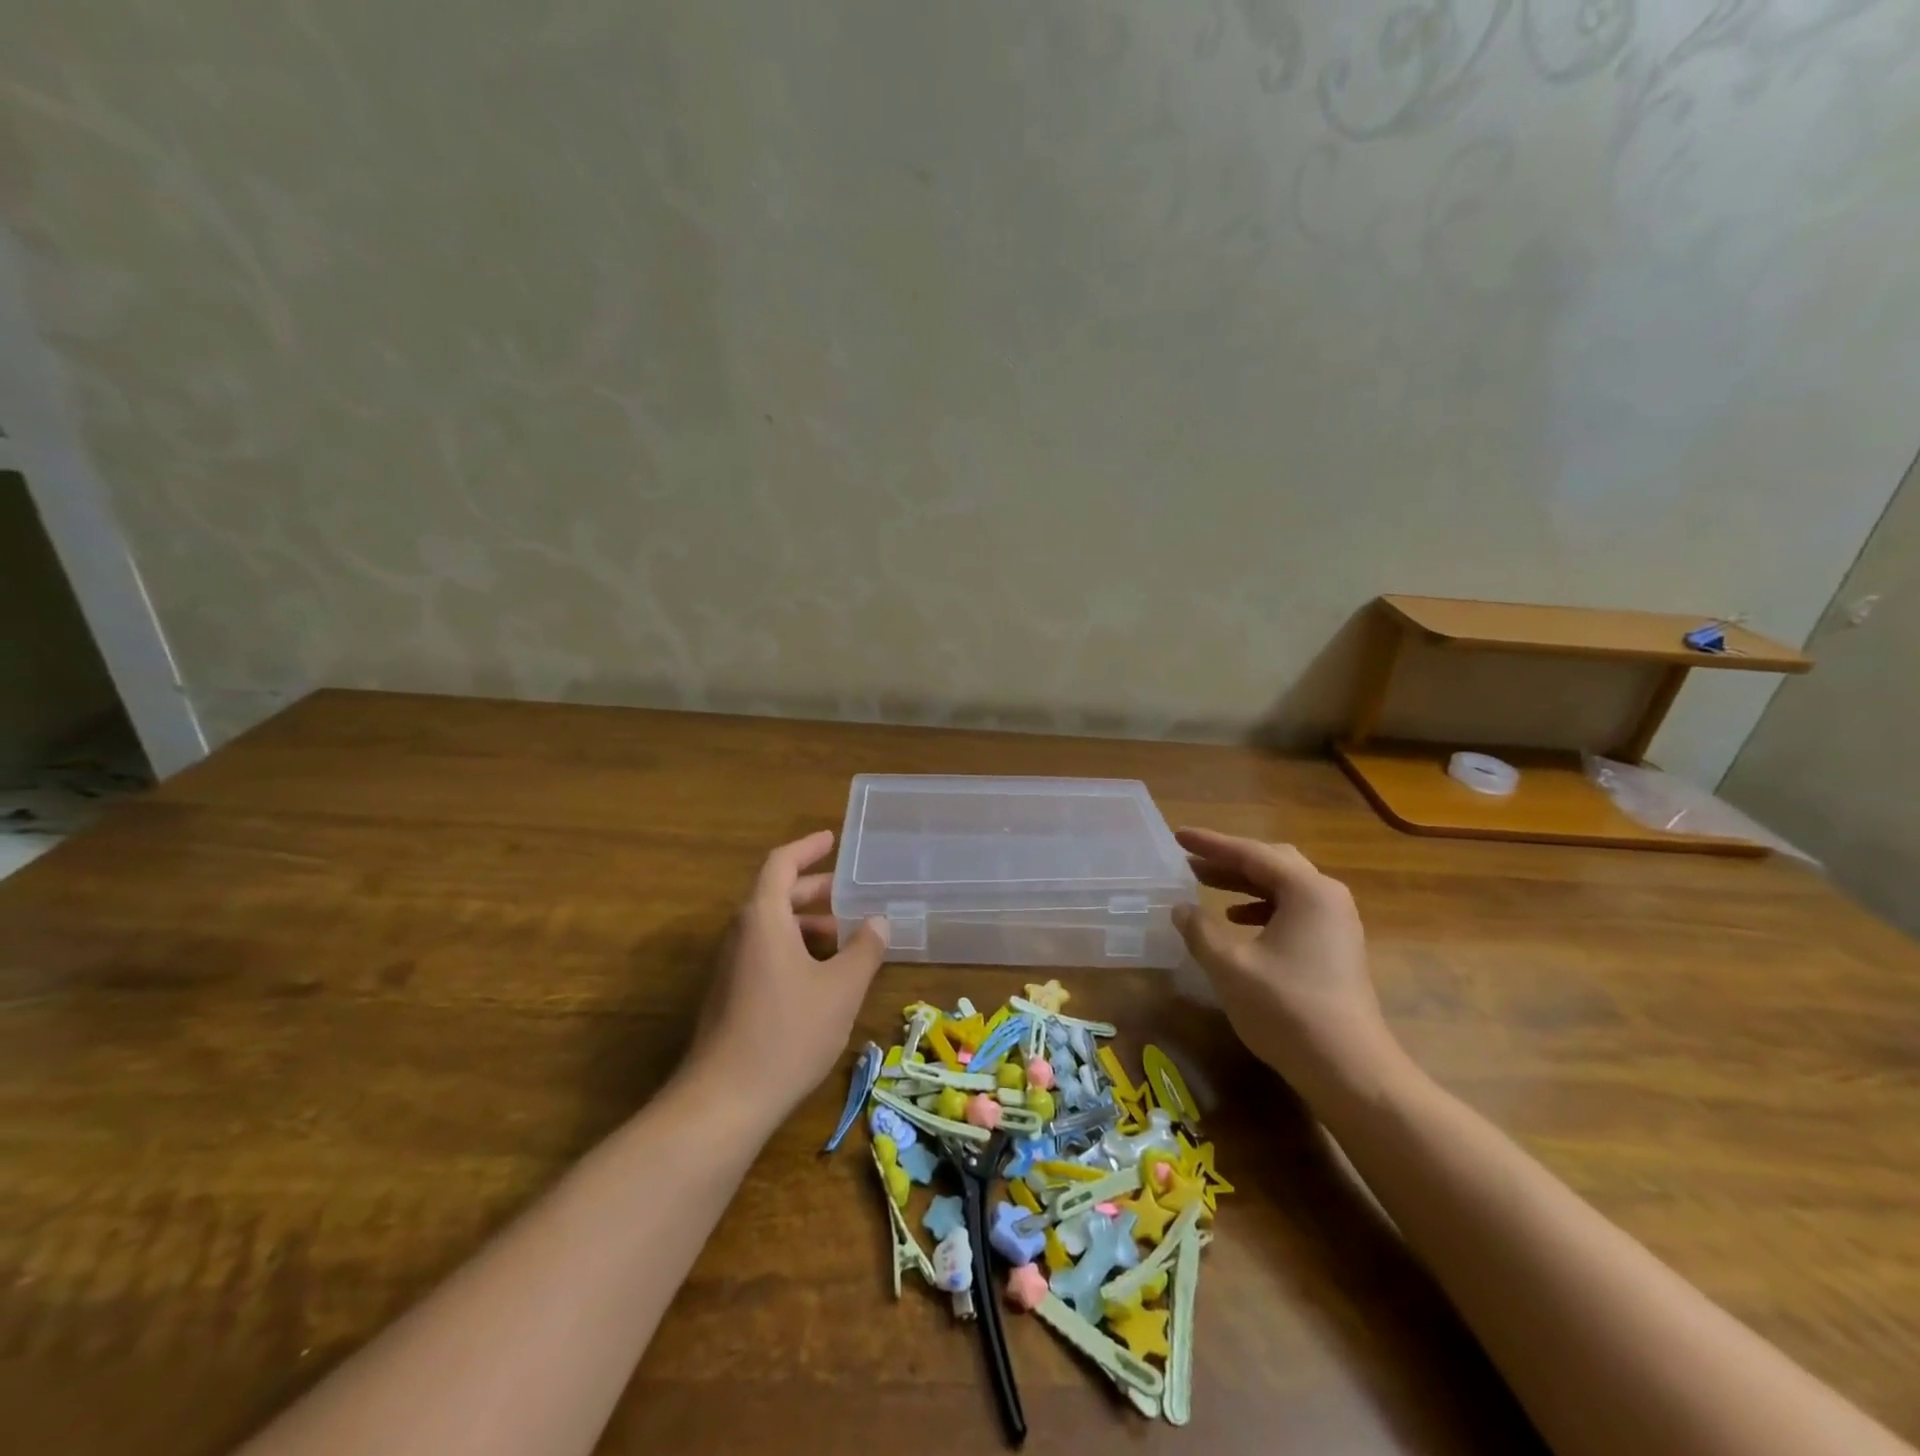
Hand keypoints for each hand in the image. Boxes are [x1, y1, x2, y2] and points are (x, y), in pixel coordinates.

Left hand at [684, 830, 888, 1120]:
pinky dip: (795, 949)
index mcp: (763, 918)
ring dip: (807, 924)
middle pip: (776, 895)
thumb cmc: (787, 1033)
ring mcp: (730, 967)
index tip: (831, 840)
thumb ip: (865, 949)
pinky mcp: (729, 996)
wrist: (724, 1102)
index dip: (807, 848)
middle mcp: (741, 934)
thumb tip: (879, 921)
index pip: (781, 864)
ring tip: (845, 938)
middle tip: (849, 893)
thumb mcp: (841, 989)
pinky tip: (822, 977)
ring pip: (771, 927)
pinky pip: (765, 953)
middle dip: (814, 889)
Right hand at [1171, 828, 1406, 1107]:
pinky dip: (1261, 907)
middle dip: (1229, 860)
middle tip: (1191, 861)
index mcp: (1307, 890)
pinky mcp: (1336, 947)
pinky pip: (1293, 909)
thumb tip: (1181, 908)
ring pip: (1283, 887)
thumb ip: (1200, 930)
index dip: (1210, 844)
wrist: (1350, 1070)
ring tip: (1205, 885)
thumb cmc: (1286, 1009)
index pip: (1251, 853)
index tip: (1178, 836)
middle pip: (1272, 863)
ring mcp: (1337, 922)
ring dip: (1243, 883)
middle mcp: (1327, 897)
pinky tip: (1237, 922)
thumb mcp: (1230, 965)